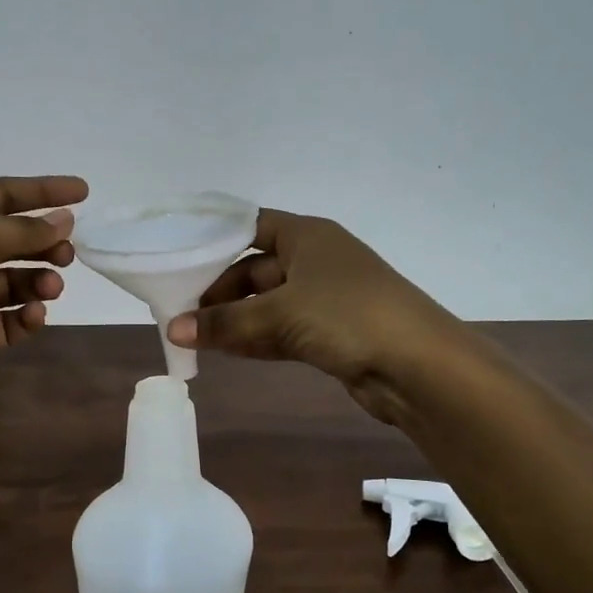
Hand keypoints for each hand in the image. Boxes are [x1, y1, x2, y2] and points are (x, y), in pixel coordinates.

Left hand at [0, 175, 86, 407]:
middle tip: (69, 252)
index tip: (83, 192)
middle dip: (44, 242)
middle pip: (12, 239)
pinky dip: (27, 316)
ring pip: (15, 281)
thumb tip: (64, 220)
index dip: (41, 192)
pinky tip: (34, 314)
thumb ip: (20, 230)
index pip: (2, 195)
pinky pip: (9, 321)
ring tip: (52, 286)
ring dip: (39, 279)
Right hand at [165, 208, 461, 424]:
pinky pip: (281, 330)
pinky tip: (223, 351)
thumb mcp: (280, 314)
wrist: (419, 366)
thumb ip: (225, 323)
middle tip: (179, 312)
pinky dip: (254, 339)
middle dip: (219, 291)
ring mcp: (325, 298)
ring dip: (233, 319)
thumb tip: (173, 330)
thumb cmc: (347, 316)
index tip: (178, 260)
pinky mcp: (330, 333)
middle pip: (254, 268)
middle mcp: (315, 260)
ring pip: (266, 303)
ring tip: (190, 335)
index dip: (216, 240)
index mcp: (307, 236)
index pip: (251, 226)